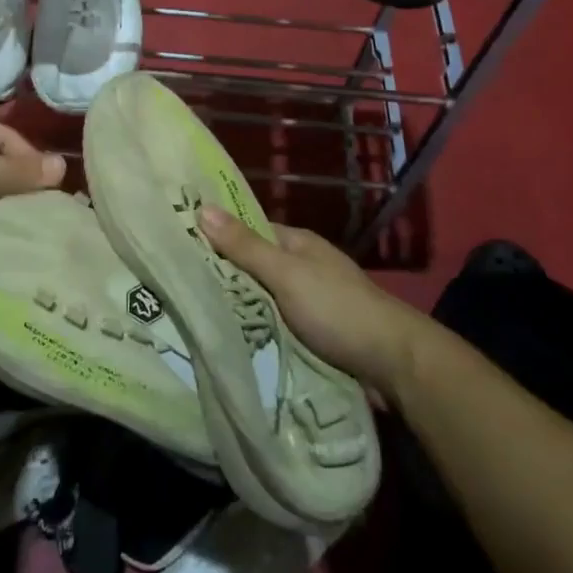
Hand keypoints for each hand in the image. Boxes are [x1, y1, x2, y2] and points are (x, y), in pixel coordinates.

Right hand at [199, 206, 421, 397]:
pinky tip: (230, 342)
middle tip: (178, 288)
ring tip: (193, 318)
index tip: (181, 245)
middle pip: (254, 269)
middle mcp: (303, 269)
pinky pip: (275, 329)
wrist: (394, 365)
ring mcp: (310, 304)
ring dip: (240, 311)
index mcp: (298, 244)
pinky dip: (257, 334)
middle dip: (224, 279)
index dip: (218, 236)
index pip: (248, 232)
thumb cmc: (337, 308)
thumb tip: (201, 207)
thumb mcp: (286, 273)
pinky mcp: (314, 337)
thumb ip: (245, 246)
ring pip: (263, 302)